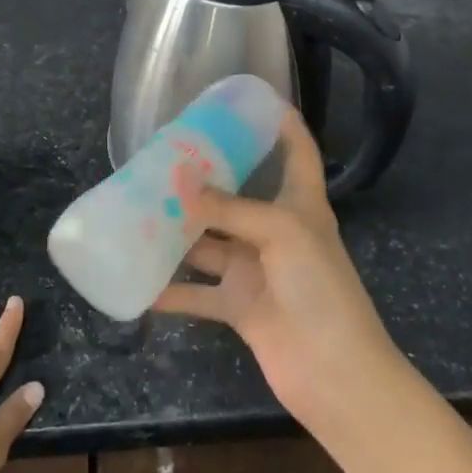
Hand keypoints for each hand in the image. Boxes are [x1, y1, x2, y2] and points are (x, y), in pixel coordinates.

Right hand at [153, 109, 403, 429]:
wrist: (334, 373)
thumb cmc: (320, 289)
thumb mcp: (281, 233)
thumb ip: (229, 208)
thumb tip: (180, 182)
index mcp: (300, 205)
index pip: (297, 152)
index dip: (283, 123)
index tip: (252, 98)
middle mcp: (276, 231)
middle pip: (239, 195)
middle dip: (206, 178)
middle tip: (165, 155)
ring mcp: (256, 270)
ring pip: (209, 242)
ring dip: (178, 231)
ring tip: (137, 208)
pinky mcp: (239, 307)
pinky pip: (197, 292)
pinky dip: (170, 289)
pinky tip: (136, 279)